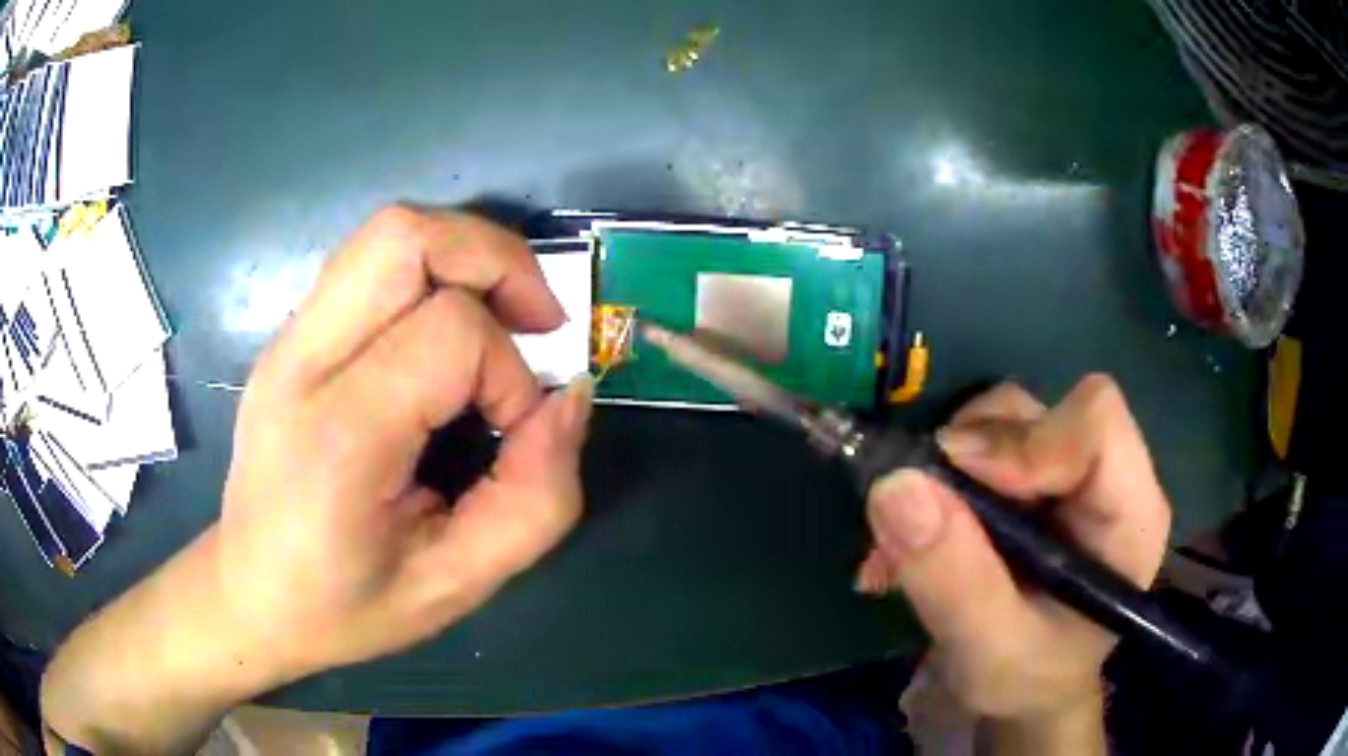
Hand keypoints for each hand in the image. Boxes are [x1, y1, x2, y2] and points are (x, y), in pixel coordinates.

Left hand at [219, 206, 591, 677]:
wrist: (249, 594)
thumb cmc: (345, 607)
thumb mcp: (455, 586)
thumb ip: (534, 500)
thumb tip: (572, 398)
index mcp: (338, 436)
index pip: (450, 333)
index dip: (511, 375)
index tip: (515, 433)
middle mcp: (302, 362)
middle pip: (406, 236)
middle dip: (497, 259)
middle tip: (536, 321)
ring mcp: (288, 339)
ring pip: (389, 232)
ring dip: (466, 255)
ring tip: (500, 319)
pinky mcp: (291, 335)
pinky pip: (372, 264)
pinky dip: (432, 273)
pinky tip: (445, 337)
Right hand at [857, 377, 1169, 738]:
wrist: (1020, 693)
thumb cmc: (1026, 682)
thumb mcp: (990, 651)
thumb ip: (954, 580)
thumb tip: (895, 485)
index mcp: (1128, 515)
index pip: (1096, 425)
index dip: (1026, 442)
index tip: (956, 483)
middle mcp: (1103, 478)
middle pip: (1040, 414)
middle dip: (969, 459)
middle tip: (915, 518)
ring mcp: (1063, 474)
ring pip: (1000, 421)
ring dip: (941, 471)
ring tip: (903, 545)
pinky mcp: (1026, 479)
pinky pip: (973, 446)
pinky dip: (931, 483)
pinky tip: (905, 545)